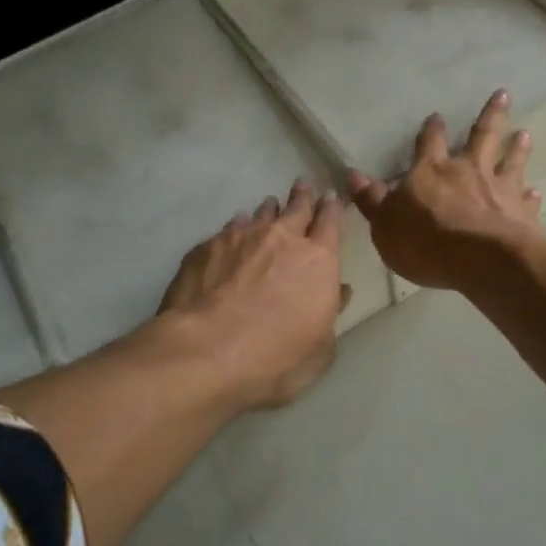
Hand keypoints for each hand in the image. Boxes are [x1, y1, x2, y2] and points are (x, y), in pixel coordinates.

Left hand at [158, 179, 349, 408]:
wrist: (207, 352)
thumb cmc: (276, 358)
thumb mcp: (319, 350)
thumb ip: (330, 315)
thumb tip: (338, 292)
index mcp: (318, 260)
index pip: (330, 222)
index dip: (331, 208)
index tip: (330, 196)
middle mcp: (281, 238)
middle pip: (296, 208)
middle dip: (302, 197)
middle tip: (302, 186)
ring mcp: (241, 238)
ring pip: (260, 215)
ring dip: (268, 211)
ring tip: (268, 206)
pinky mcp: (207, 247)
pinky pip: (228, 231)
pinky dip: (235, 231)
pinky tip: (231, 235)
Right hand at [349, 90, 542, 290]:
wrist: (483, 260)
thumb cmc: (426, 242)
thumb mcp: (385, 225)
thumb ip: (372, 200)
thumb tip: (354, 175)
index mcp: (432, 172)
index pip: (429, 143)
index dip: (431, 130)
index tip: (437, 116)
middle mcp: (469, 171)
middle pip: (482, 136)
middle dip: (491, 115)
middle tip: (503, 93)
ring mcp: (500, 189)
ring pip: (511, 160)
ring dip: (517, 146)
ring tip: (525, 132)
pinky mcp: (523, 213)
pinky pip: (527, 200)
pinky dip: (530, 194)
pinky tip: (536, 191)